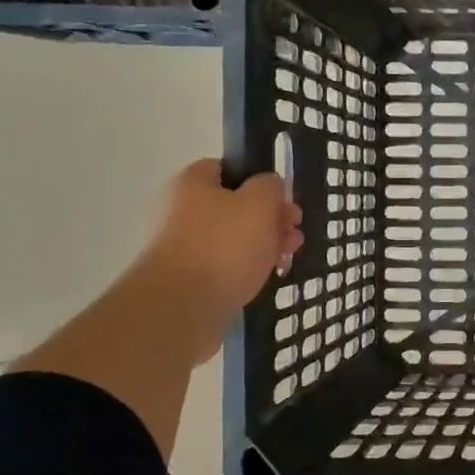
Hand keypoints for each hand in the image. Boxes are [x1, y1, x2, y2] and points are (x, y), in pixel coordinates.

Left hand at [138, 161, 303, 316]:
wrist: (181, 307)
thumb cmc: (223, 246)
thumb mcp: (259, 203)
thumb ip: (270, 186)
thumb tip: (269, 186)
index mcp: (191, 184)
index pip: (226, 167)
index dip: (257, 178)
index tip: (281, 197)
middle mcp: (181, 211)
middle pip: (234, 205)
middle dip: (269, 216)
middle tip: (293, 230)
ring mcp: (183, 247)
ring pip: (233, 237)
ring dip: (263, 242)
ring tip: (287, 255)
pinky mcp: (189, 279)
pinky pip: (225, 264)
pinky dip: (247, 267)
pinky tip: (267, 275)